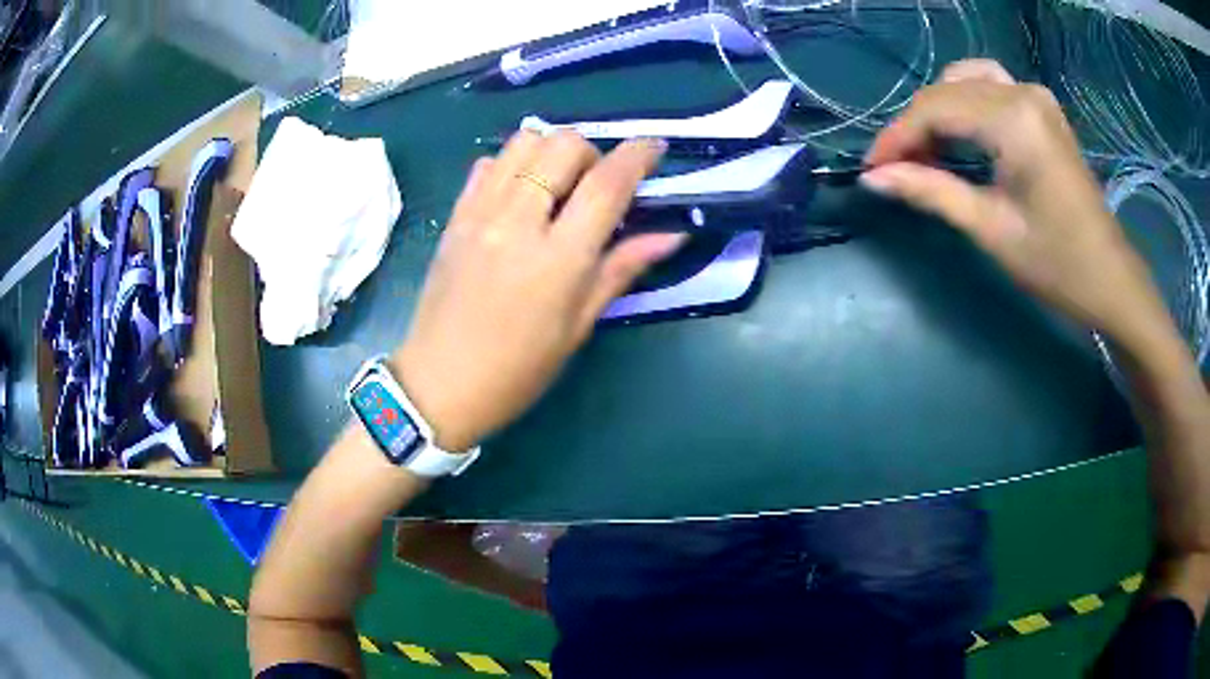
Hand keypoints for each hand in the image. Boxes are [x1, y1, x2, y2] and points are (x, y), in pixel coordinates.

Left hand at [391, 131, 683, 451]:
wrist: (439, 384)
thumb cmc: (518, 369)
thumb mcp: (579, 326)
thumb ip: (623, 269)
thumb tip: (673, 234)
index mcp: (558, 258)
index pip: (607, 183)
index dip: (638, 155)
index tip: (655, 147)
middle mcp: (517, 221)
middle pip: (563, 145)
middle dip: (593, 153)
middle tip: (597, 185)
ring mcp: (480, 214)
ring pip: (523, 142)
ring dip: (551, 152)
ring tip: (558, 185)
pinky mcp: (455, 217)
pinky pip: (487, 164)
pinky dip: (513, 165)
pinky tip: (520, 195)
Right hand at [861, 59, 1176, 352]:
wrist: (1110, 279)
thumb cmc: (1057, 265)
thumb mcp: (991, 230)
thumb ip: (932, 192)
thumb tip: (874, 179)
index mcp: (1014, 121)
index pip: (936, 109)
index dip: (898, 136)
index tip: (872, 168)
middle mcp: (1022, 92)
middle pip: (948, 90)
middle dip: (915, 125)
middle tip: (895, 167)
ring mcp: (1035, 95)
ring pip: (966, 80)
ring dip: (939, 108)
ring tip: (926, 148)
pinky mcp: (1042, 107)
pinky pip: (990, 86)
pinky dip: (965, 102)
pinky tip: (959, 131)